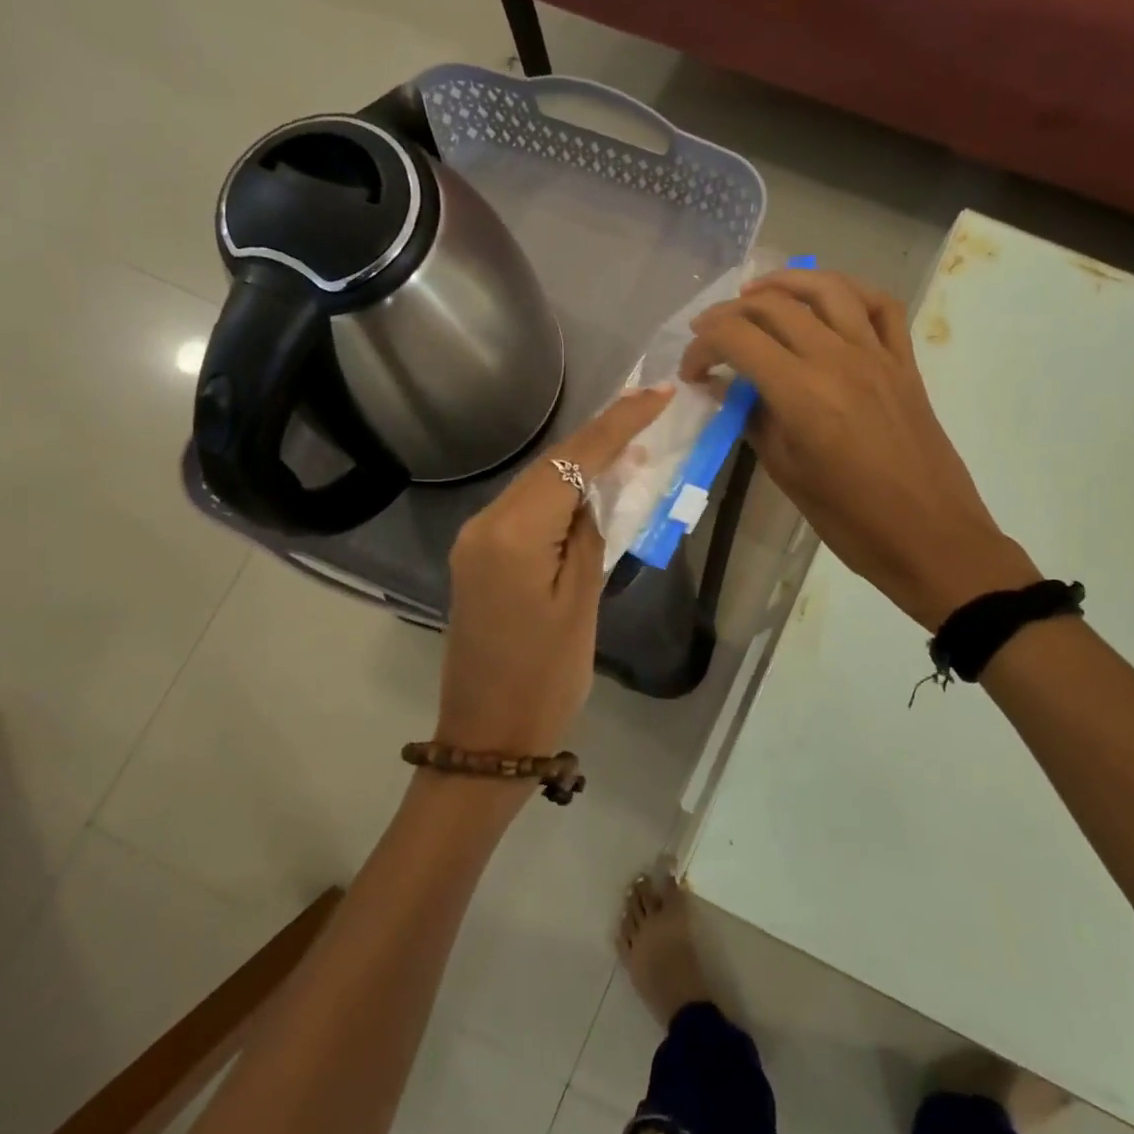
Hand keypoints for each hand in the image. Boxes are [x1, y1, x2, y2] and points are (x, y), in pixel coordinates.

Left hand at [437, 386, 673, 756]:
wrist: (487, 739)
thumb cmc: (546, 679)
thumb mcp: (582, 602)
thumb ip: (589, 533)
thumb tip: (596, 489)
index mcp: (512, 533)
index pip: (572, 462)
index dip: (618, 424)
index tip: (657, 394)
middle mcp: (485, 523)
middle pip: (550, 464)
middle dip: (601, 434)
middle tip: (650, 407)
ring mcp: (476, 539)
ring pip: (537, 483)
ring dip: (582, 462)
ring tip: (632, 439)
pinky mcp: (479, 556)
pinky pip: (526, 508)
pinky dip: (561, 493)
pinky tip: (592, 487)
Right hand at [680, 269, 1036, 628]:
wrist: (930, 537)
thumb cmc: (851, 519)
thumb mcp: (787, 473)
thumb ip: (755, 421)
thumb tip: (730, 391)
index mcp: (802, 393)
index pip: (738, 338)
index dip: (703, 346)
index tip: (692, 370)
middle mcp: (838, 359)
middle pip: (774, 306)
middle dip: (730, 312)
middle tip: (711, 333)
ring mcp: (877, 354)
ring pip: (828, 288)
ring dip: (785, 282)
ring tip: (758, 293)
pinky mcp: (905, 362)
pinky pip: (881, 306)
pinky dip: (849, 291)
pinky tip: (827, 301)